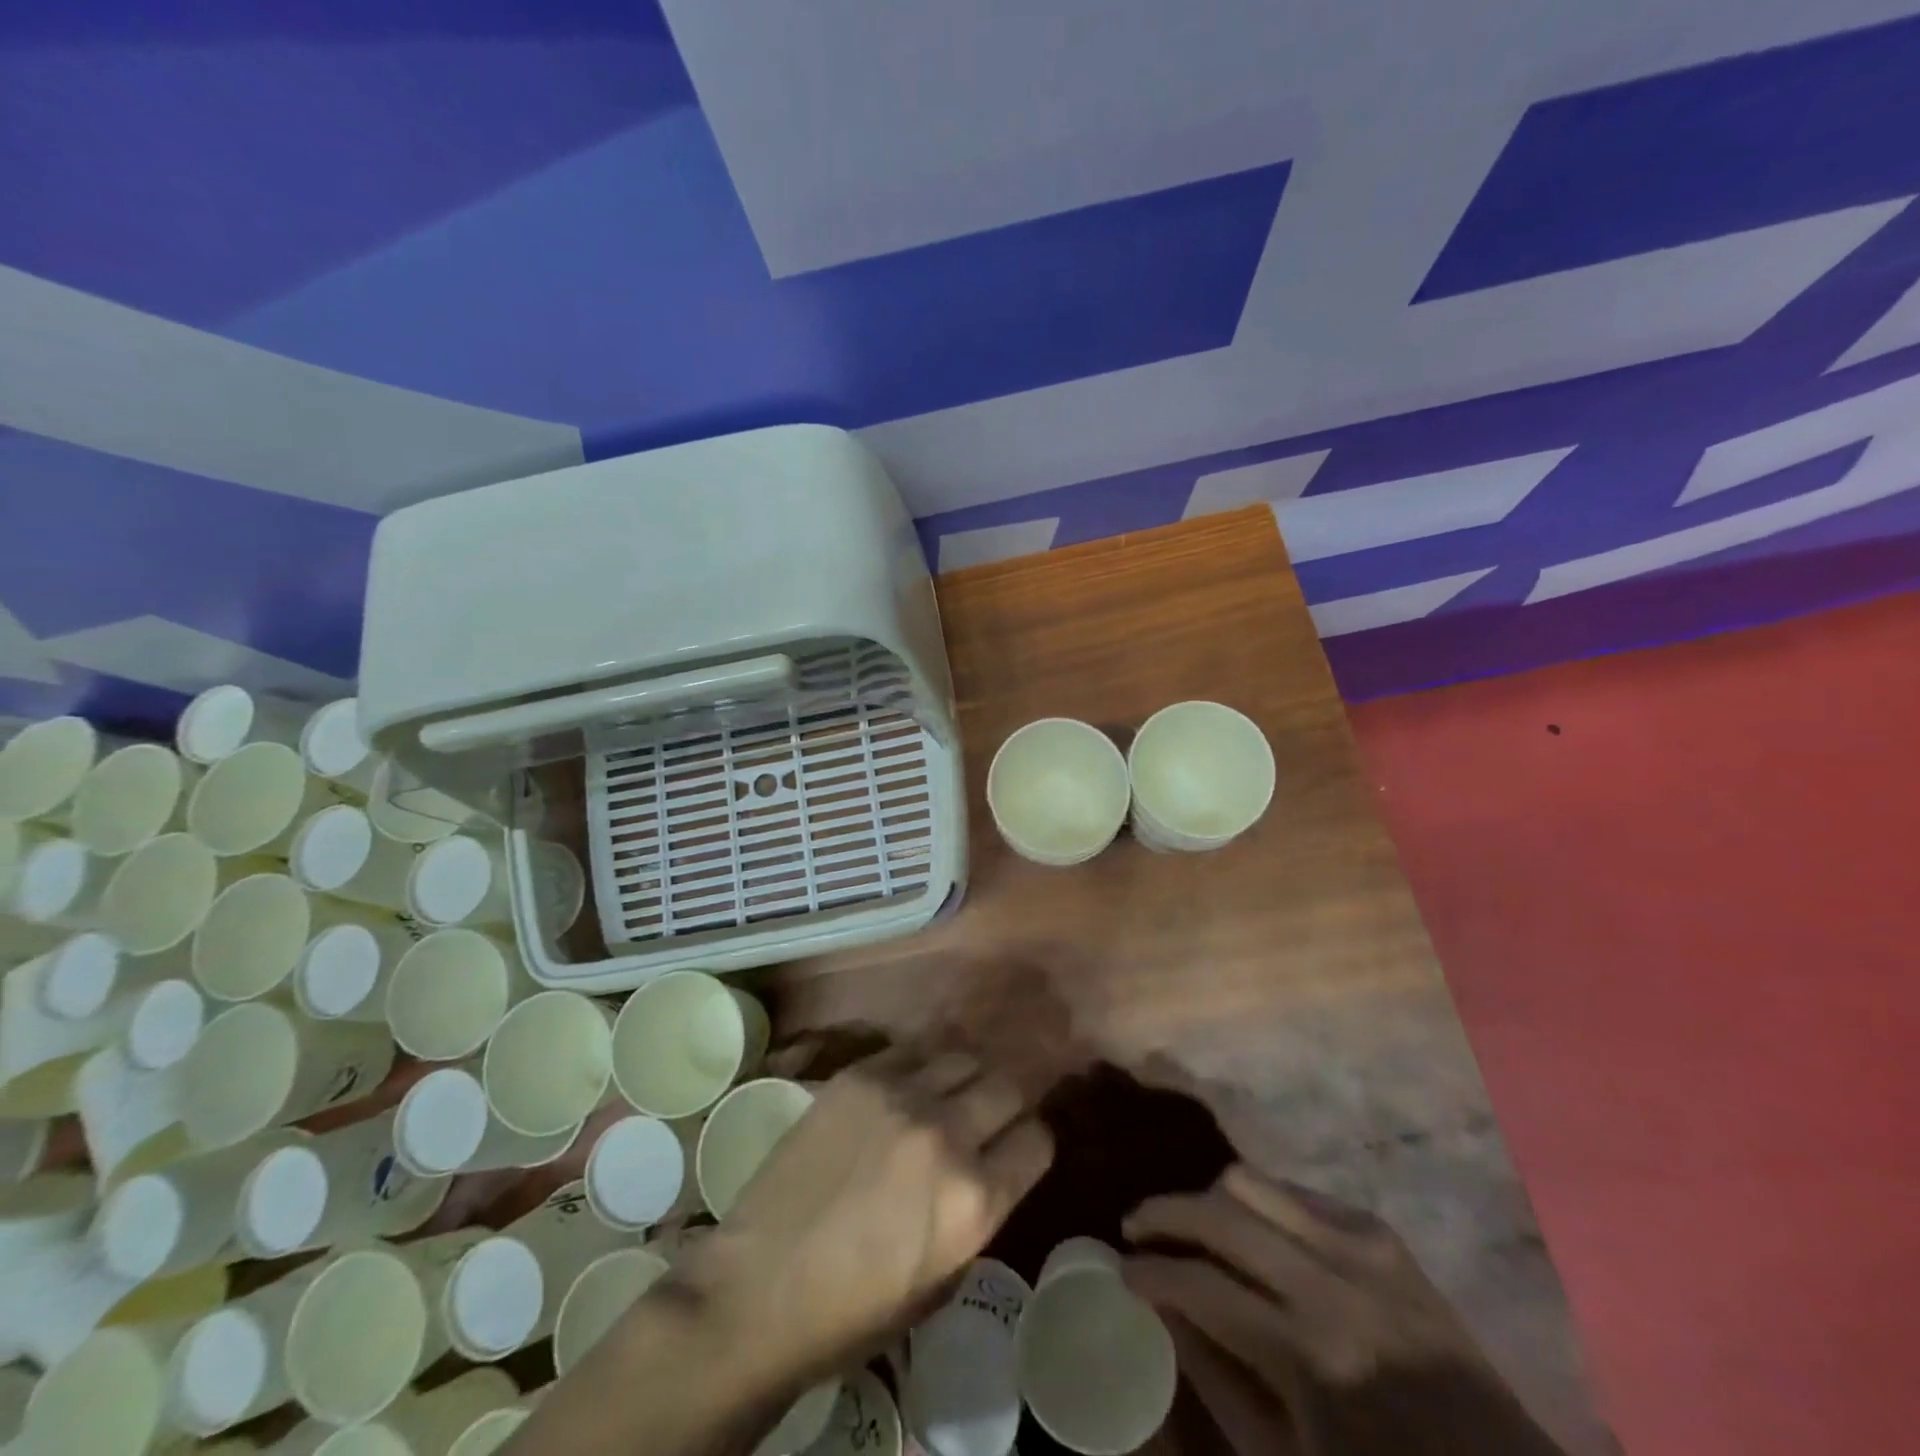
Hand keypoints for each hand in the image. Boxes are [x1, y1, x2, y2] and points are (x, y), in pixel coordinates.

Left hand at [674, 1048, 1053, 1397]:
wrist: (761, 1285)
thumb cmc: (855, 1308)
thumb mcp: (943, 1279)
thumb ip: (981, 1210)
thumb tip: (994, 1161)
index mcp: (975, 1199)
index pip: (1038, 1139)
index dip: (1032, 1143)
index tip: (1019, 1146)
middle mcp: (947, 1134)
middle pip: (1009, 1085)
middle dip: (1010, 1099)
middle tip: (991, 1112)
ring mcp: (900, 1097)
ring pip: (963, 1056)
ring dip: (966, 1075)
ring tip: (950, 1091)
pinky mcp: (859, 1076)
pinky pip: (911, 1050)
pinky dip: (920, 1066)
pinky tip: (907, 1085)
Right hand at [1123, 1167, 1562, 1455]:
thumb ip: (1217, 1378)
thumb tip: (1162, 1307)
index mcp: (1310, 1355)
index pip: (1201, 1284)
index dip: (1149, 1272)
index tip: (1121, 1270)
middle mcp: (1330, 1281)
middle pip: (1218, 1212)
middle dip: (1163, 1213)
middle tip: (1136, 1227)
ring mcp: (1361, 1245)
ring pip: (1251, 1182)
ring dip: (1208, 1200)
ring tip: (1191, 1225)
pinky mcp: (1380, 1231)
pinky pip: (1296, 1192)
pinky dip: (1260, 1204)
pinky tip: (1253, 1235)